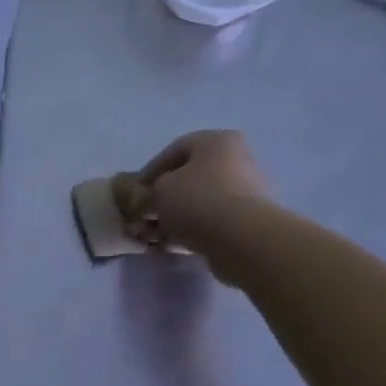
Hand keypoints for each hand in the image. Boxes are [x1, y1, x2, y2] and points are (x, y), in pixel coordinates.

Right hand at [137, 130, 272, 268]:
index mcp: (217, 141)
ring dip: (175, 216)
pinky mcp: (249, 220)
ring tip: (155, 235)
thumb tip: (148, 201)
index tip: (136, 191)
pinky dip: (192, 229)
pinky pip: (213, 220)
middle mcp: (237, 159)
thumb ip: (148, 193)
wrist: (242, 238)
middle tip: (145, 214)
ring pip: (200, 201)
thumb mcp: (158, 191)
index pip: (175, 150)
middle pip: (190, 177)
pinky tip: (173, 244)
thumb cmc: (197, 200)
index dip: (150, 171)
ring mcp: (247, 191)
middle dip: (163, 197)